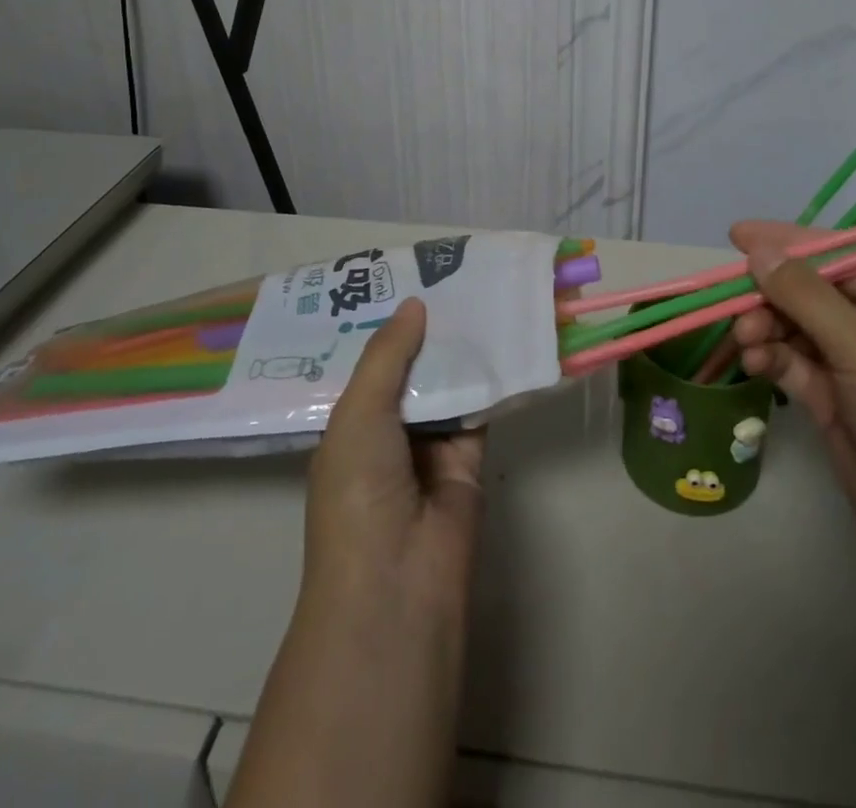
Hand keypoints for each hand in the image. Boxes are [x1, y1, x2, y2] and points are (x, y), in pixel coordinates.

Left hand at [231, 297, 480, 807]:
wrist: (398, 582)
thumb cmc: (358, 492)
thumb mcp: (357, 415)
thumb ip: (387, 355)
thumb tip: (415, 303)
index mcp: (350, 423)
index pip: (369, 362)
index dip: (386, 324)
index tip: (407, 277)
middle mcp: (389, 429)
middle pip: (413, 367)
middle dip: (429, 328)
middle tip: (453, 274)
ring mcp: (430, 444)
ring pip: (449, 382)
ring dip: (462, 348)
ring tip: (482, 290)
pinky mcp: (470, 455)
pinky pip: (481, 406)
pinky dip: (492, 377)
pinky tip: (506, 335)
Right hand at [730, 221, 855, 631]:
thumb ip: (805, 296)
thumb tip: (758, 250)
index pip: (835, 253)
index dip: (786, 241)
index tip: (735, 235)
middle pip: (807, 290)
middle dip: (769, 295)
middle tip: (733, 309)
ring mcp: (852, 364)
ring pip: (793, 327)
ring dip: (764, 328)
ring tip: (745, 343)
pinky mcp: (832, 400)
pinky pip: (791, 363)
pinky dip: (770, 358)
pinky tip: (754, 364)